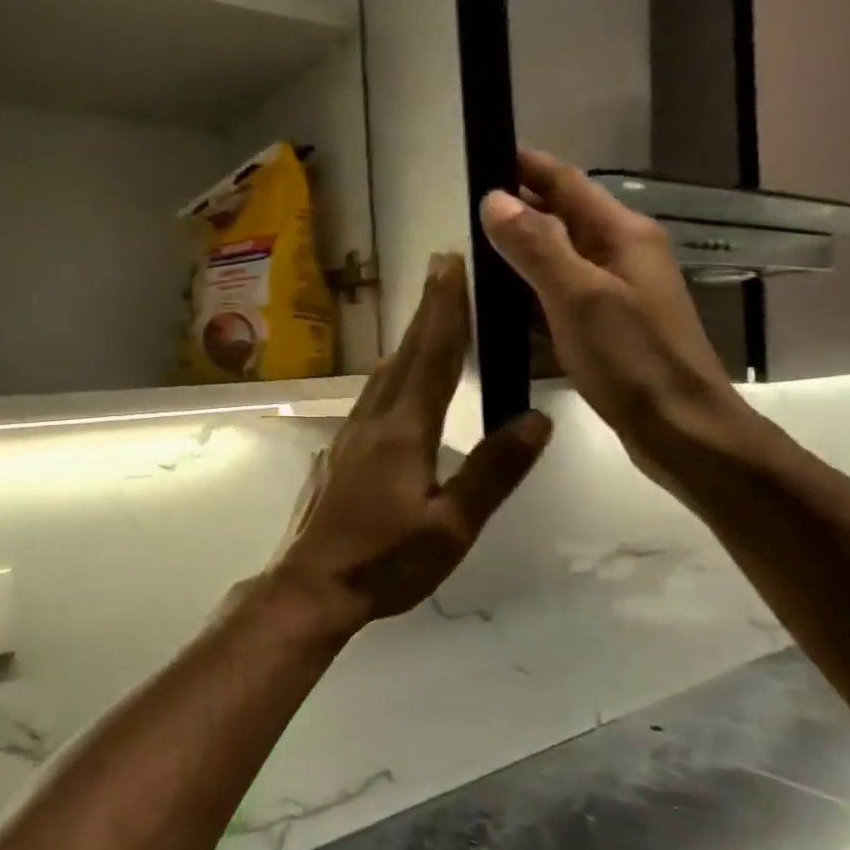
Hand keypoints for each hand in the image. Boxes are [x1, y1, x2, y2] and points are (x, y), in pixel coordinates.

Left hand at [270, 254, 550, 628]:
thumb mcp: (452, 527)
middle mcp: (373, 421)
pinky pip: (370, 398)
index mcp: (404, 431)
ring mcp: (349, 436)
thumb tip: (536, 419)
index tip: (451, 264)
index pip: (432, 357)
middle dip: (426, 311)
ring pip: (383, 375)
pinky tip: (393, 385)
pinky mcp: (338, 454)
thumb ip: (493, 472)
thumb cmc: (386, 562)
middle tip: (441, 269)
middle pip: (405, 355)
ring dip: (408, 341)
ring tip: (427, 321)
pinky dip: (391, 375)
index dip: (445, 309)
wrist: (313, 585)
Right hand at [479, 149, 752, 482]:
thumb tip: (494, 200)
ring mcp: (616, 294)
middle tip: (460, 213)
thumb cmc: (632, 359)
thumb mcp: (579, 297)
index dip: (525, 167)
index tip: (481, 153)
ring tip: (468, 258)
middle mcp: (622, 255)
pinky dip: (530, 298)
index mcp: (622, 235)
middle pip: (561, 219)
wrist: (681, 430)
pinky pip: (560, 300)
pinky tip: (499, 312)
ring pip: (558, 261)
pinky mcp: (608, 330)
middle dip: (515, 212)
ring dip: (519, 257)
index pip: (566, 183)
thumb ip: (537, 246)